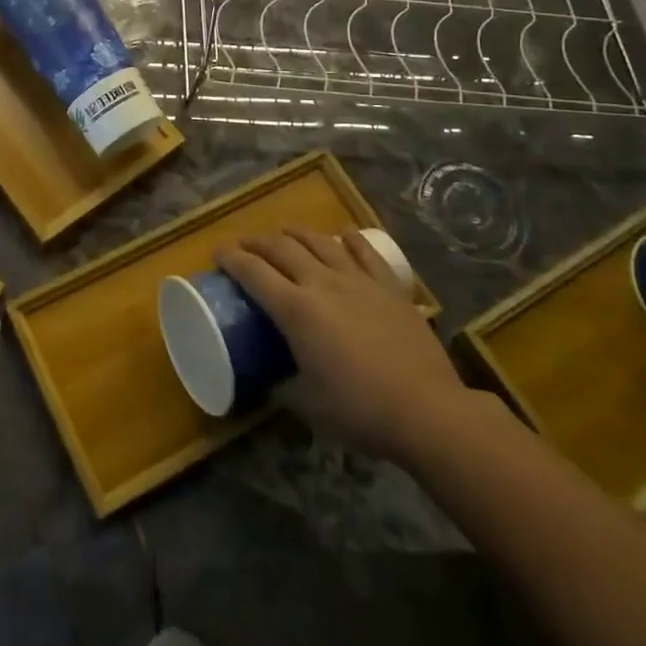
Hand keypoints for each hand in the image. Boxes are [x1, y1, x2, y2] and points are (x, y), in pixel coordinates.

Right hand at [223, 228, 474, 465]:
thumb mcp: (309, 406)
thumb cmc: (360, 411)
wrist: (428, 411)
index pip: (252, 272)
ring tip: (284, 234)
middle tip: (245, 246)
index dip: (231, 259)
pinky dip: (350, 239)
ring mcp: (358, 280)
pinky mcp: (389, 287)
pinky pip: (365, 252)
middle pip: (281, 248)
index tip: (218, 255)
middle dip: (257, 242)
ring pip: (320, 241)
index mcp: (296, 310)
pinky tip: (342, 235)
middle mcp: (322, 283)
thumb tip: (268, 382)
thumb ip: (283, 388)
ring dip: (296, 234)